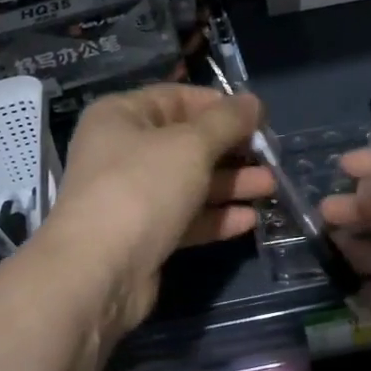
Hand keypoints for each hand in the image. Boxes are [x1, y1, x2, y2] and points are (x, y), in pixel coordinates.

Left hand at [42, 84, 276, 337]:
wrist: (99, 271)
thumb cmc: (142, 188)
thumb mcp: (191, 145)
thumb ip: (227, 122)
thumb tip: (254, 102)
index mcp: (121, 116)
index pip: (177, 98)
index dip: (219, 105)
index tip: (259, 118)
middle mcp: (122, 152)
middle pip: (186, 143)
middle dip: (231, 150)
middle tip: (272, 157)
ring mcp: (132, 197)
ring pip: (189, 183)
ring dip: (231, 184)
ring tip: (271, 187)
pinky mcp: (144, 236)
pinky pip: (185, 218)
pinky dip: (215, 217)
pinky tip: (249, 220)